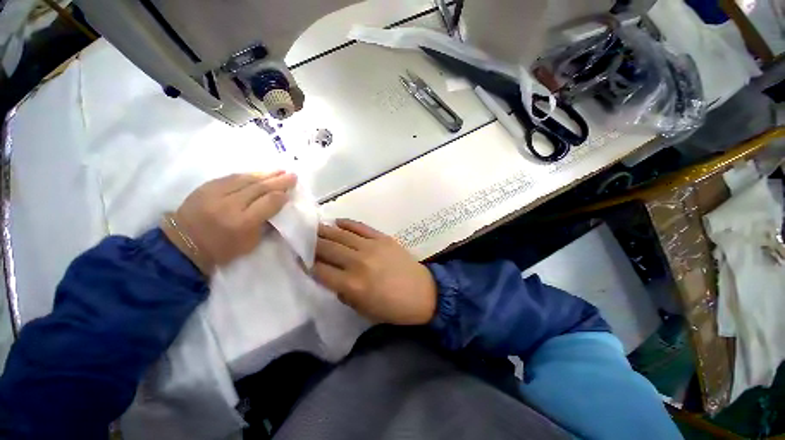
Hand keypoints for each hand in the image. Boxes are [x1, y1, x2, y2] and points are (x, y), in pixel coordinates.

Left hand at [162, 171, 296, 273]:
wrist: (183, 244)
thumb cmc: (222, 249)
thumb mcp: (250, 243)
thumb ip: (265, 224)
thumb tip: (277, 206)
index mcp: (242, 223)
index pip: (268, 203)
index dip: (281, 196)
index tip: (290, 192)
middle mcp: (229, 205)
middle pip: (259, 188)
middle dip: (278, 181)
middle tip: (292, 175)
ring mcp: (215, 194)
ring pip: (246, 179)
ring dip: (265, 174)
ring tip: (280, 170)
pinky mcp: (206, 187)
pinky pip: (231, 177)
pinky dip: (248, 174)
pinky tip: (258, 173)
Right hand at [313, 219, 436, 324]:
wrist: (424, 293)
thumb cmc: (393, 308)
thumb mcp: (363, 309)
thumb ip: (343, 292)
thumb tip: (331, 277)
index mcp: (352, 284)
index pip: (320, 270)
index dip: (305, 264)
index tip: (297, 257)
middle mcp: (358, 262)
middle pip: (327, 248)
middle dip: (311, 243)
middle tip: (301, 238)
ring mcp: (371, 246)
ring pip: (340, 234)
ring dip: (324, 230)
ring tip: (313, 228)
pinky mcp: (383, 238)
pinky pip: (360, 227)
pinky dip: (346, 223)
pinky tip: (336, 222)